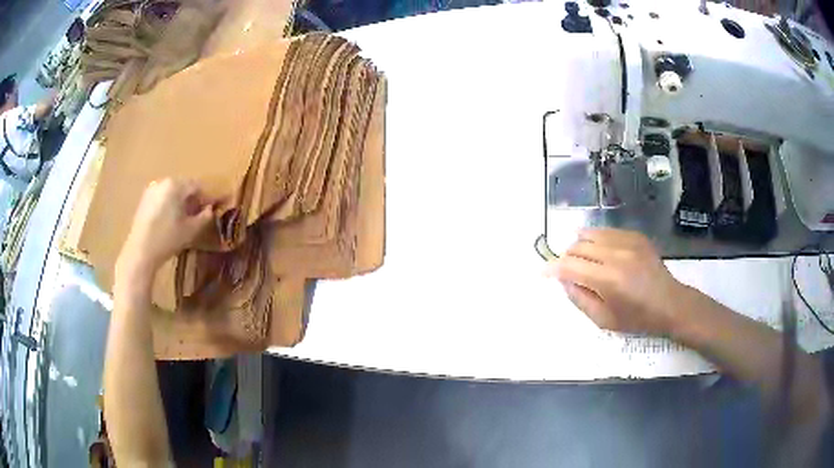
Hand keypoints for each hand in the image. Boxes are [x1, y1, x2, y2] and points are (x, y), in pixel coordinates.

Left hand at [116, 179, 214, 283]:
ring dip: (180, 202)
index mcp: (175, 185)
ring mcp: (151, 191)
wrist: (140, 252)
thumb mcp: (191, 230)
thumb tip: (210, 210)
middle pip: (183, 187)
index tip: (213, 208)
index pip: (197, 186)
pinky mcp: (144, 200)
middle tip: (199, 214)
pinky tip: (170, 220)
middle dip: (192, 199)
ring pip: (171, 192)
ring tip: (184, 218)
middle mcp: (162, 182)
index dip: (206, 197)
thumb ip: (204, 217)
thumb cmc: (167, 239)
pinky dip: (168, 205)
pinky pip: (161, 198)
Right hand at [545, 228, 689, 335]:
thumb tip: (564, 280)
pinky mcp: (635, 236)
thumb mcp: (604, 320)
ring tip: (582, 261)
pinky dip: (596, 240)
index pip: (569, 266)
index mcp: (607, 279)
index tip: (542, 273)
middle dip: (566, 258)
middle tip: (567, 272)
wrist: (669, 303)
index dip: (551, 268)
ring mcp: (627, 241)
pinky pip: (606, 231)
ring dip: (579, 247)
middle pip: (578, 246)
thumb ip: (579, 299)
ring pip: (590, 234)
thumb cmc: (636, 318)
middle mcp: (615, 254)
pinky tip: (600, 252)